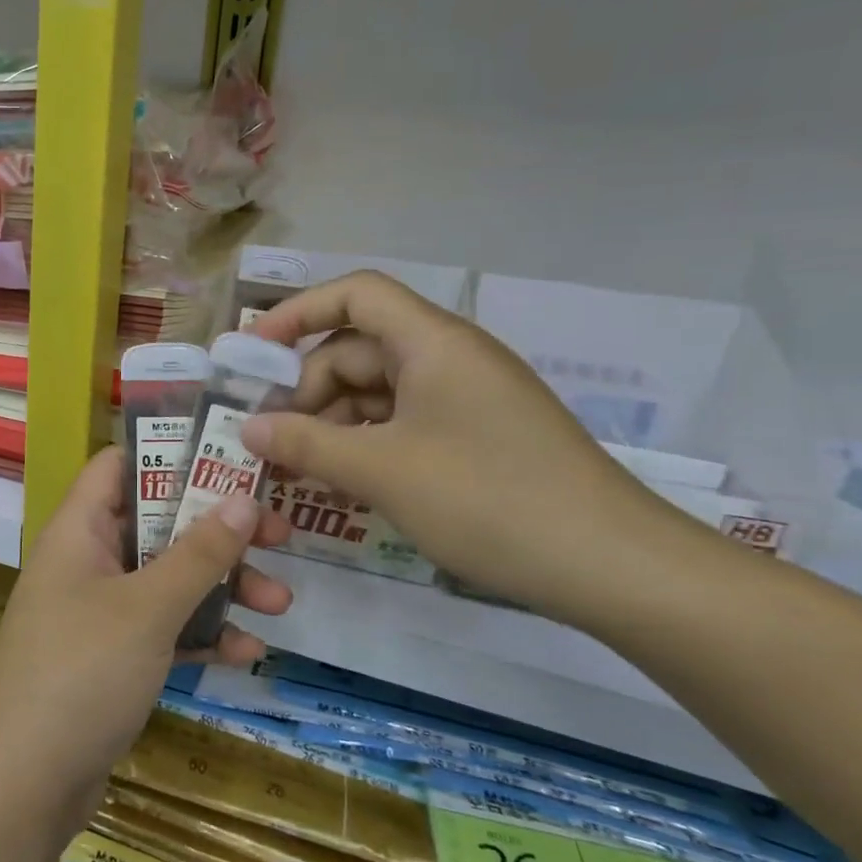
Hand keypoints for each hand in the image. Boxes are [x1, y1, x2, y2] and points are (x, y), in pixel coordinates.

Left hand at [0, 446, 291, 836]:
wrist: (27, 786)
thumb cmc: (83, 672)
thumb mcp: (148, 608)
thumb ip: (199, 552)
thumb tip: (243, 497)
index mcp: (79, 530)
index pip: (120, 465)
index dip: (170, 453)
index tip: (229, 456)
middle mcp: (86, 561)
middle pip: (157, 523)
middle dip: (216, 530)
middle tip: (277, 534)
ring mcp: (98, 611)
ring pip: (166, 579)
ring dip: (220, 587)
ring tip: (280, 603)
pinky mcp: (111, 656)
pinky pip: (162, 628)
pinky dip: (200, 634)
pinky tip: (247, 653)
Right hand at [240, 271, 687, 623]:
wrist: (614, 567)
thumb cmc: (489, 499)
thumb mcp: (383, 471)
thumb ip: (306, 443)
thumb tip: (247, 428)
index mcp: (432, 342)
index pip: (355, 294)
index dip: (298, 312)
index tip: (253, 352)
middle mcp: (448, 358)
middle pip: (357, 350)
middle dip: (307, 389)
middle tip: (269, 440)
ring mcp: (465, 399)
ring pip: (377, 393)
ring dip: (332, 424)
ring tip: (297, 470)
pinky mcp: (475, 437)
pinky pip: (402, 424)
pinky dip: (365, 445)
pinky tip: (341, 483)